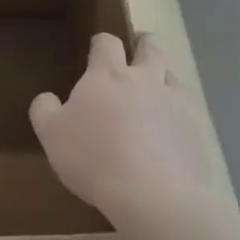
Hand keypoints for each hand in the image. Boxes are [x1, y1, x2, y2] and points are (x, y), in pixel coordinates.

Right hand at [30, 33, 226, 239]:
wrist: (154, 197)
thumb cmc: (94, 157)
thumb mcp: (51, 135)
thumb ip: (44, 109)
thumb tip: (48, 98)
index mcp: (108, 74)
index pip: (107, 41)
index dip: (101, 43)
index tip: (95, 52)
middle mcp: (145, 80)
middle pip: (152, 46)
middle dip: (143, 45)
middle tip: (134, 57)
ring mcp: (175, 104)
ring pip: (173, 77)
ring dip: (163, 80)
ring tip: (152, 99)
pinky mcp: (195, 132)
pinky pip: (186, 114)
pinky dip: (176, 119)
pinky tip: (166, 140)